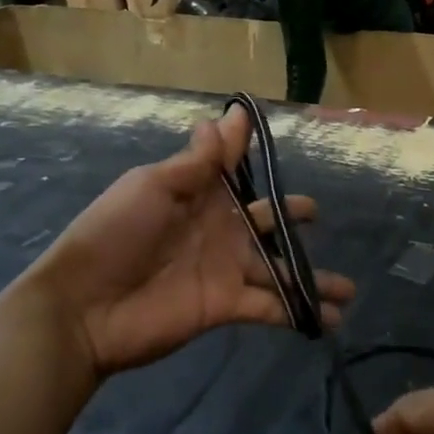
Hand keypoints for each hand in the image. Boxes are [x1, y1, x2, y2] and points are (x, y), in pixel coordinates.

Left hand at [27, 105, 354, 378]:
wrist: (84, 306)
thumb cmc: (115, 233)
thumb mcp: (154, 186)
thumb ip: (198, 161)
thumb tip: (230, 115)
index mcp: (198, 195)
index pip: (233, 171)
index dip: (253, 157)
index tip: (279, 143)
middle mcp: (218, 229)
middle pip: (264, 221)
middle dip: (289, 216)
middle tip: (315, 213)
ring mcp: (225, 269)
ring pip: (278, 268)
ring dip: (311, 277)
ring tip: (349, 288)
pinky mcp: (227, 306)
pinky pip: (271, 307)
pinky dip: (300, 312)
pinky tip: (332, 318)